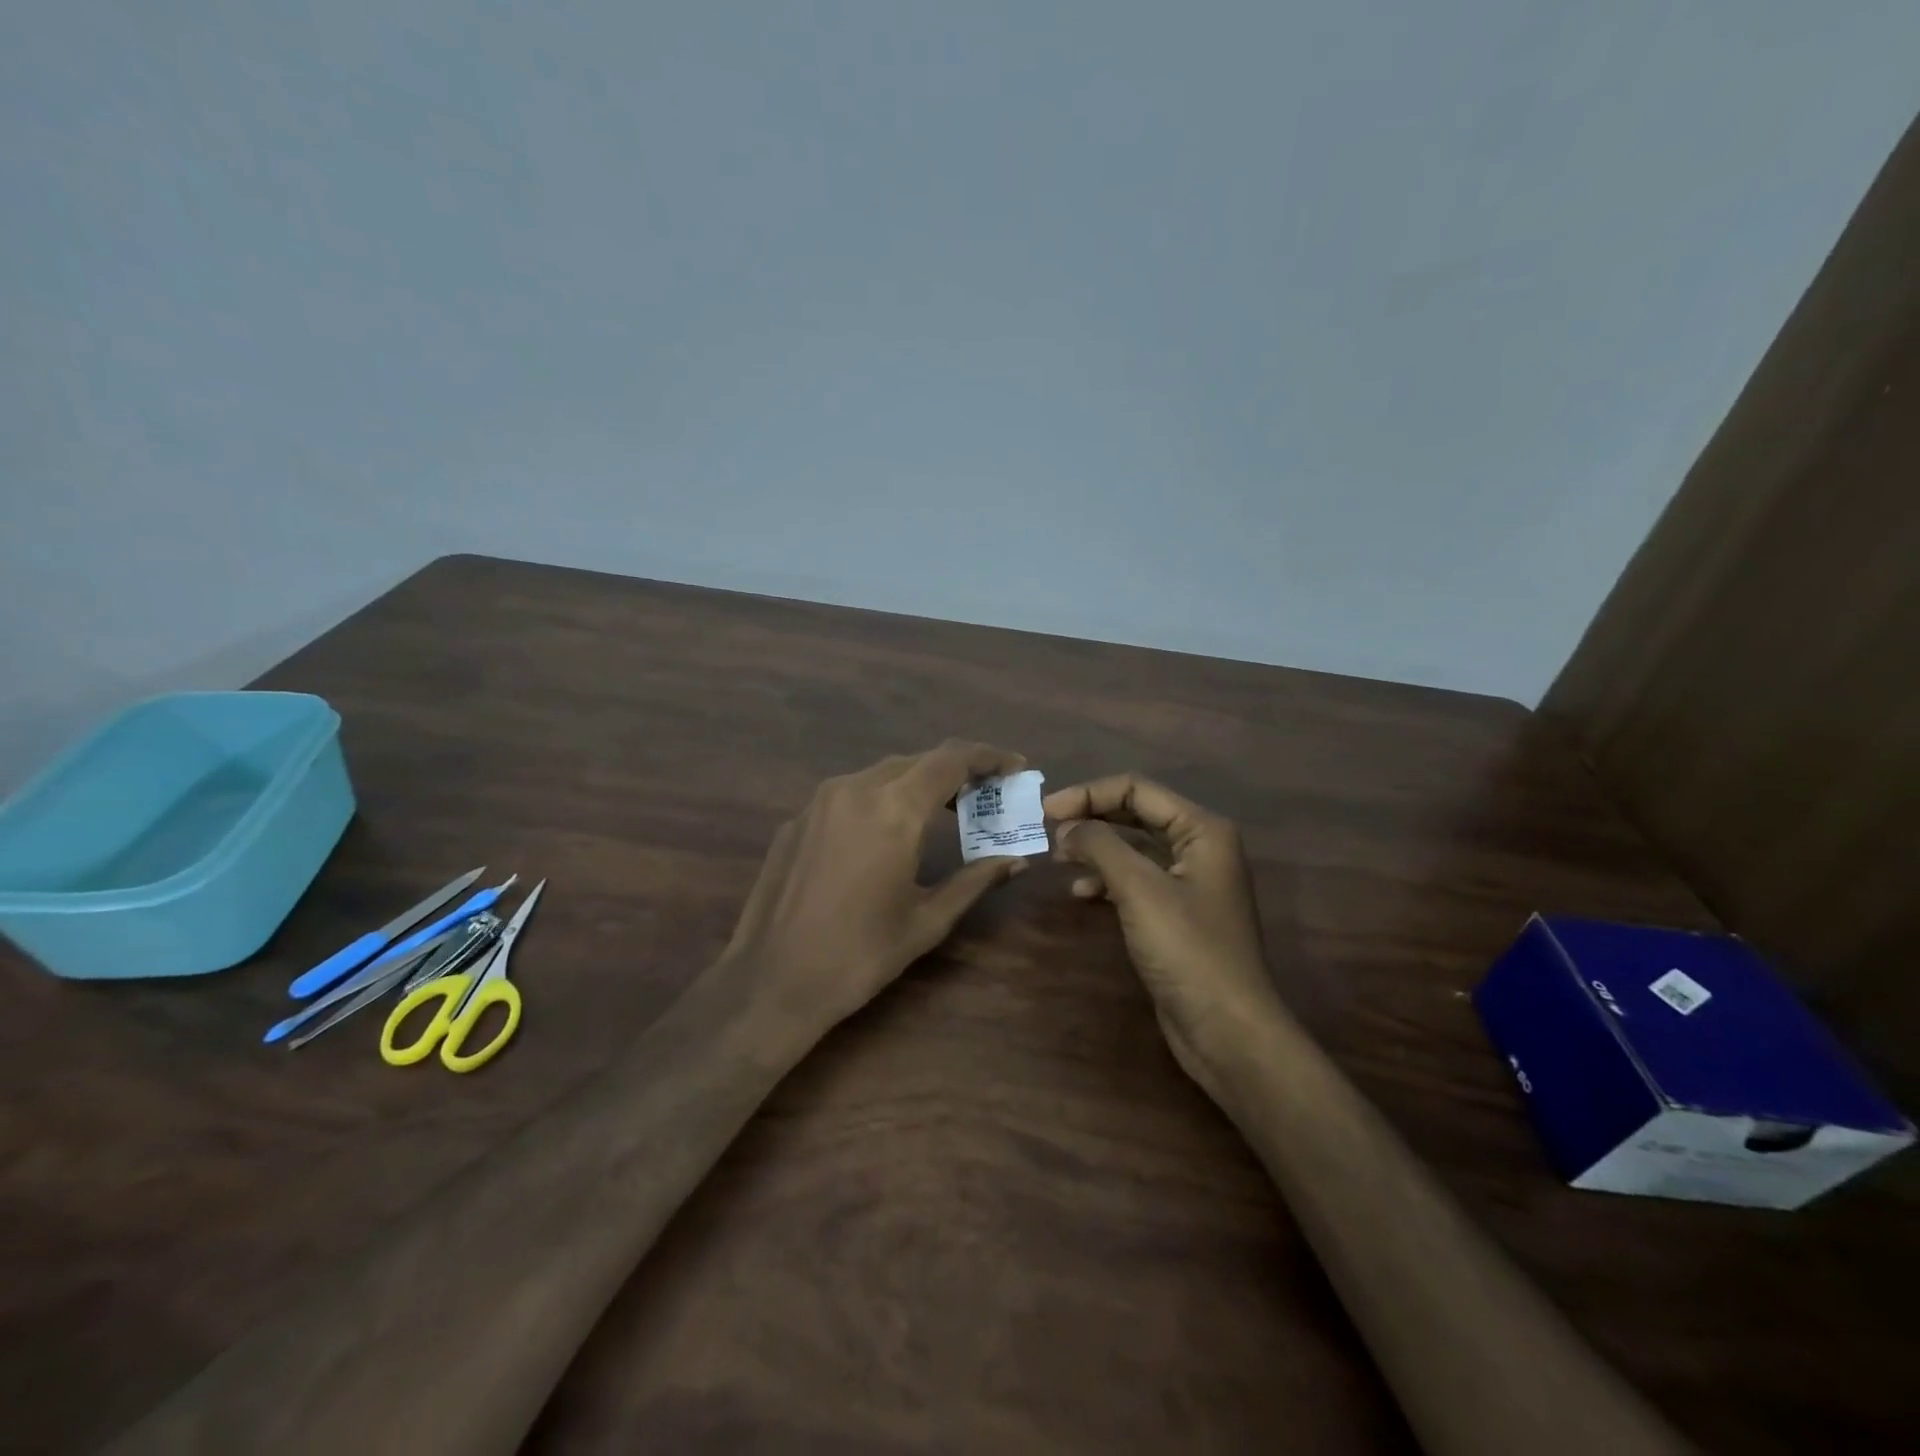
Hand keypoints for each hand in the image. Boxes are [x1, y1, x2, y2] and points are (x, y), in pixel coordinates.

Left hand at [722, 741, 1030, 1037]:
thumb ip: (975, 880)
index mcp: (893, 809)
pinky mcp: (797, 819)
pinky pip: (850, 793)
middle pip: (917, 761)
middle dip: (956, 770)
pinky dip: (882, 798)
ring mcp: (820, 800)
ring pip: (882, 773)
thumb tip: (1016, 860)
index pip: (950, 760)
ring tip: (944, 810)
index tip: (1015, 766)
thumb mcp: (927, 920)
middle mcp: (855, 788)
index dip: (988, 756)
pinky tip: (889, 832)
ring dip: (918, 782)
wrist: (771, 982)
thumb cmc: (860, 955)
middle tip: (985, 794)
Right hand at [1045, 775, 1282, 1100]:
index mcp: (1202, 829)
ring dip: (1095, 849)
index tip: (1046, 812)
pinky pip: (1135, 880)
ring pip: (1133, 848)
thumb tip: (1066, 826)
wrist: (1226, 1029)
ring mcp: (1189, 881)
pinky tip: (1081, 894)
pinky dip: (1106, 880)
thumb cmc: (1187, 950)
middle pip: (1135, 814)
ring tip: (1059, 861)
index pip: (1137, 789)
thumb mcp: (1139, 888)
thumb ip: (1100, 846)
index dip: (1089, 794)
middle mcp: (1199, 847)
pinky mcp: (1176, 913)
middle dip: (1091, 819)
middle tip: (1048, 831)